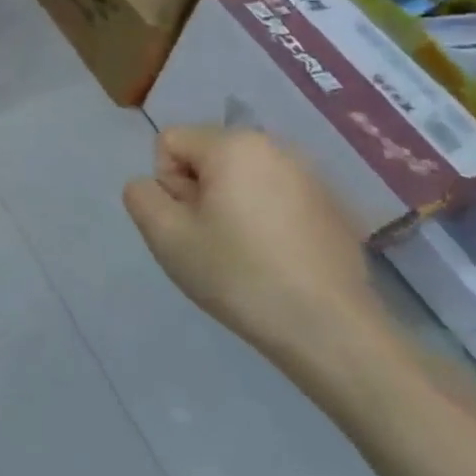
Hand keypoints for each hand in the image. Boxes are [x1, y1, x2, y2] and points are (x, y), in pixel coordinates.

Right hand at [123, 127, 390, 376]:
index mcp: (233, 144)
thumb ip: (141, 195)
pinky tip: (278, 261)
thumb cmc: (240, 274)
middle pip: (206, 157)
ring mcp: (311, 177)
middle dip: (199, 193)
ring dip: (231, 207)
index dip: (167, 185)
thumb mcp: (165, 235)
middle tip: (212, 241)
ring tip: (246, 254)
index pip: (169, 143)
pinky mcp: (334, 208)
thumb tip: (152, 186)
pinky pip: (276, 198)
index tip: (189, 225)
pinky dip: (266, 220)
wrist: (332, 332)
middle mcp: (275, 147)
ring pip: (241, 179)